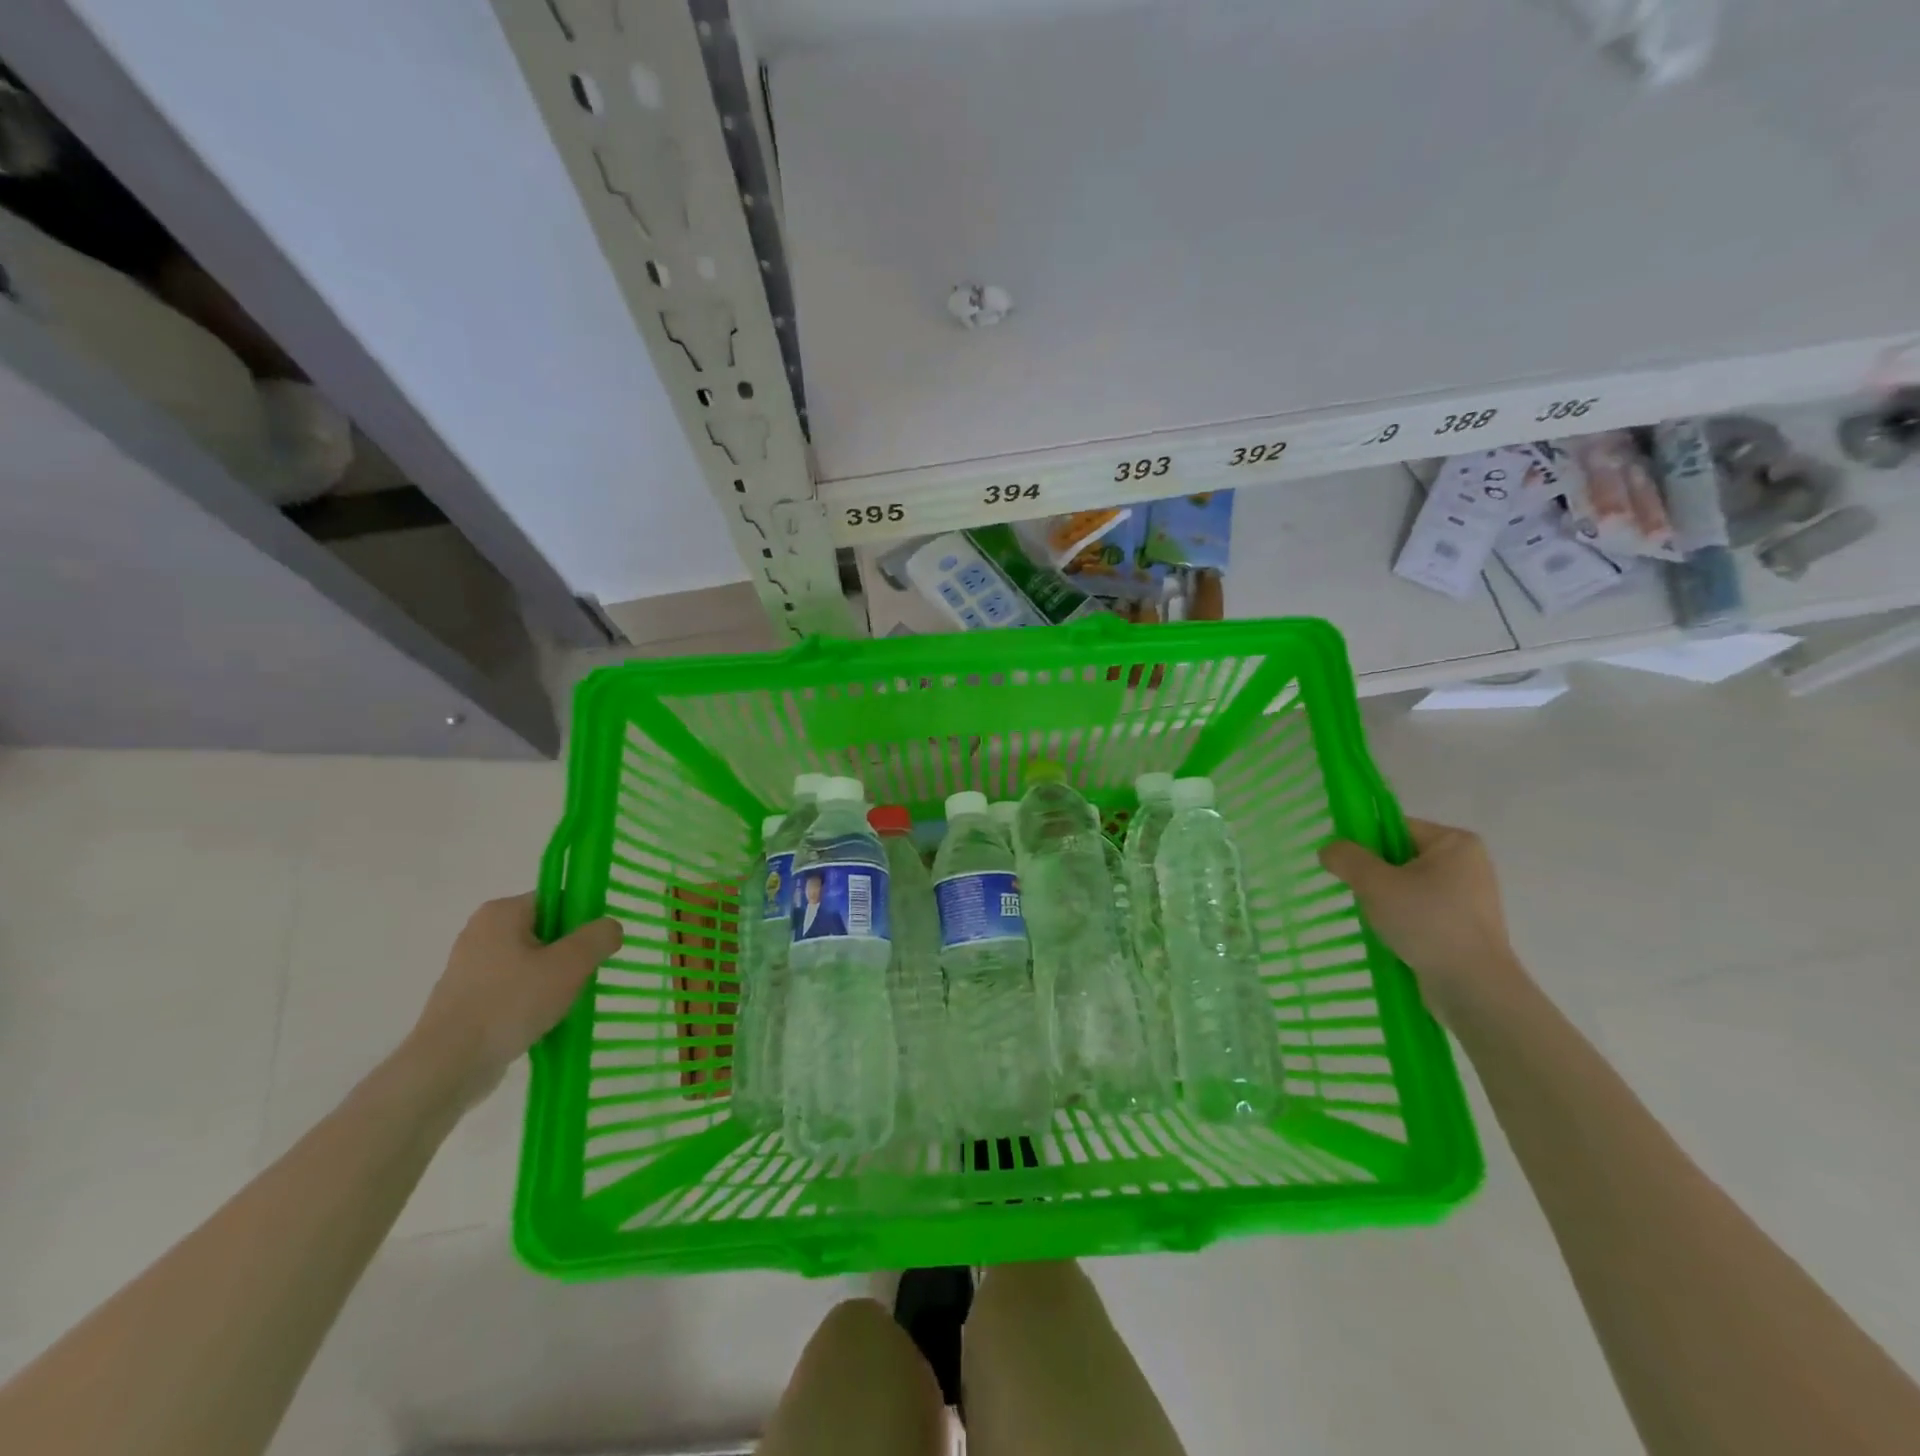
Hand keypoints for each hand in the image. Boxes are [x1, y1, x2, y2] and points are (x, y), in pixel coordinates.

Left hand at [407, 893, 622, 1107]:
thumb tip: (610, 928)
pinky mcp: (464, 999)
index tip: (597, 948)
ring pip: (530, 963)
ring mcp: (469, 968)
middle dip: (570, 954)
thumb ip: (598, 937)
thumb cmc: (510, 1004)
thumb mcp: (570, 965)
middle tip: (585, 978)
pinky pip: (512, 989)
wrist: (447, 1066)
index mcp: (502, 912)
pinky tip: (541, 1022)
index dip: (583, 920)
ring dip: (552, 981)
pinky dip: (530, 1001)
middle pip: (545, 932)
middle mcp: (481, 932)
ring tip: (564, 1005)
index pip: (557, 900)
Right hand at [1318, 818, 1527, 1027]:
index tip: (1344, 866)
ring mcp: (1469, 896)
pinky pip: (1420, 909)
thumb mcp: (1375, 884)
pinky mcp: (1465, 925)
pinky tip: (1390, 935)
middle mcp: (1467, 863)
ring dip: (1384, 899)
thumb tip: (1329, 850)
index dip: (1364, 843)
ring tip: (1373, 918)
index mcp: (1454, 842)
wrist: (1474, 988)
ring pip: (1407, 885)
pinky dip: (1401, 917)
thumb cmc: (1427, 923)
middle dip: (1373, 874)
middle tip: (1357, 894)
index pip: (1395, 827)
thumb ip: (1346, 858)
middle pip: (1400, 856)